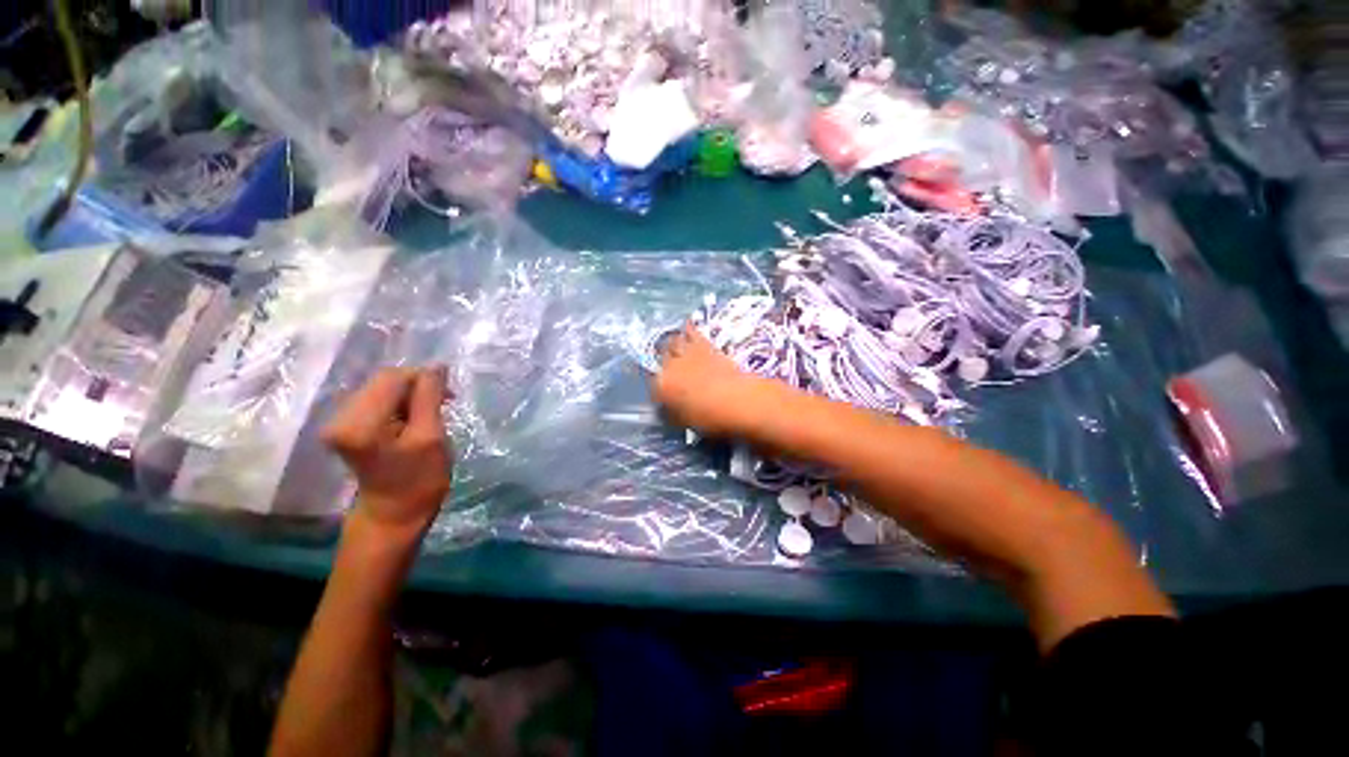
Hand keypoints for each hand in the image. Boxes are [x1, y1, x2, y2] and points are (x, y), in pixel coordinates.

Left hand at [322, 366, 452, 539]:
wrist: (395, 514)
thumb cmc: (419, 480)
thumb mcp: (431, 437)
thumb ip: (429, 398)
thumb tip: (436, 366)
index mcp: (357, 423)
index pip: (392, 378)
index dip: (423, 379)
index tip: (449, 395)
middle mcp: (339, 417)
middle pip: (384, 380)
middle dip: (417, 387)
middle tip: (444, 404)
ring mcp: (340, 421)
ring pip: (382, 388)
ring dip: (411, 395)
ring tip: (430, 413)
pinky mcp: (347, 426)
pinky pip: (378, 400)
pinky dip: (401, 404)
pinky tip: (414, 417)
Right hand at [651, 325, 769, 436]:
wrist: (738, 400)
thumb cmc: (710, 417)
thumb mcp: (685, 422)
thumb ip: (672, 413)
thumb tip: (668, 409)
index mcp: (662, 387)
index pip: (653, 384)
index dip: (658, 388)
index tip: (663, 392)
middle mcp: (669, 366)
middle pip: (661, 359)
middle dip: (664, 362)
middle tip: (669, 368)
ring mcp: (687, 353)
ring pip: (672, 342)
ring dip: (672, 344)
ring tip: (676, 348)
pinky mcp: (704, 344)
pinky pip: (691, 331)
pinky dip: (688, 330)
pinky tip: (688, 328)